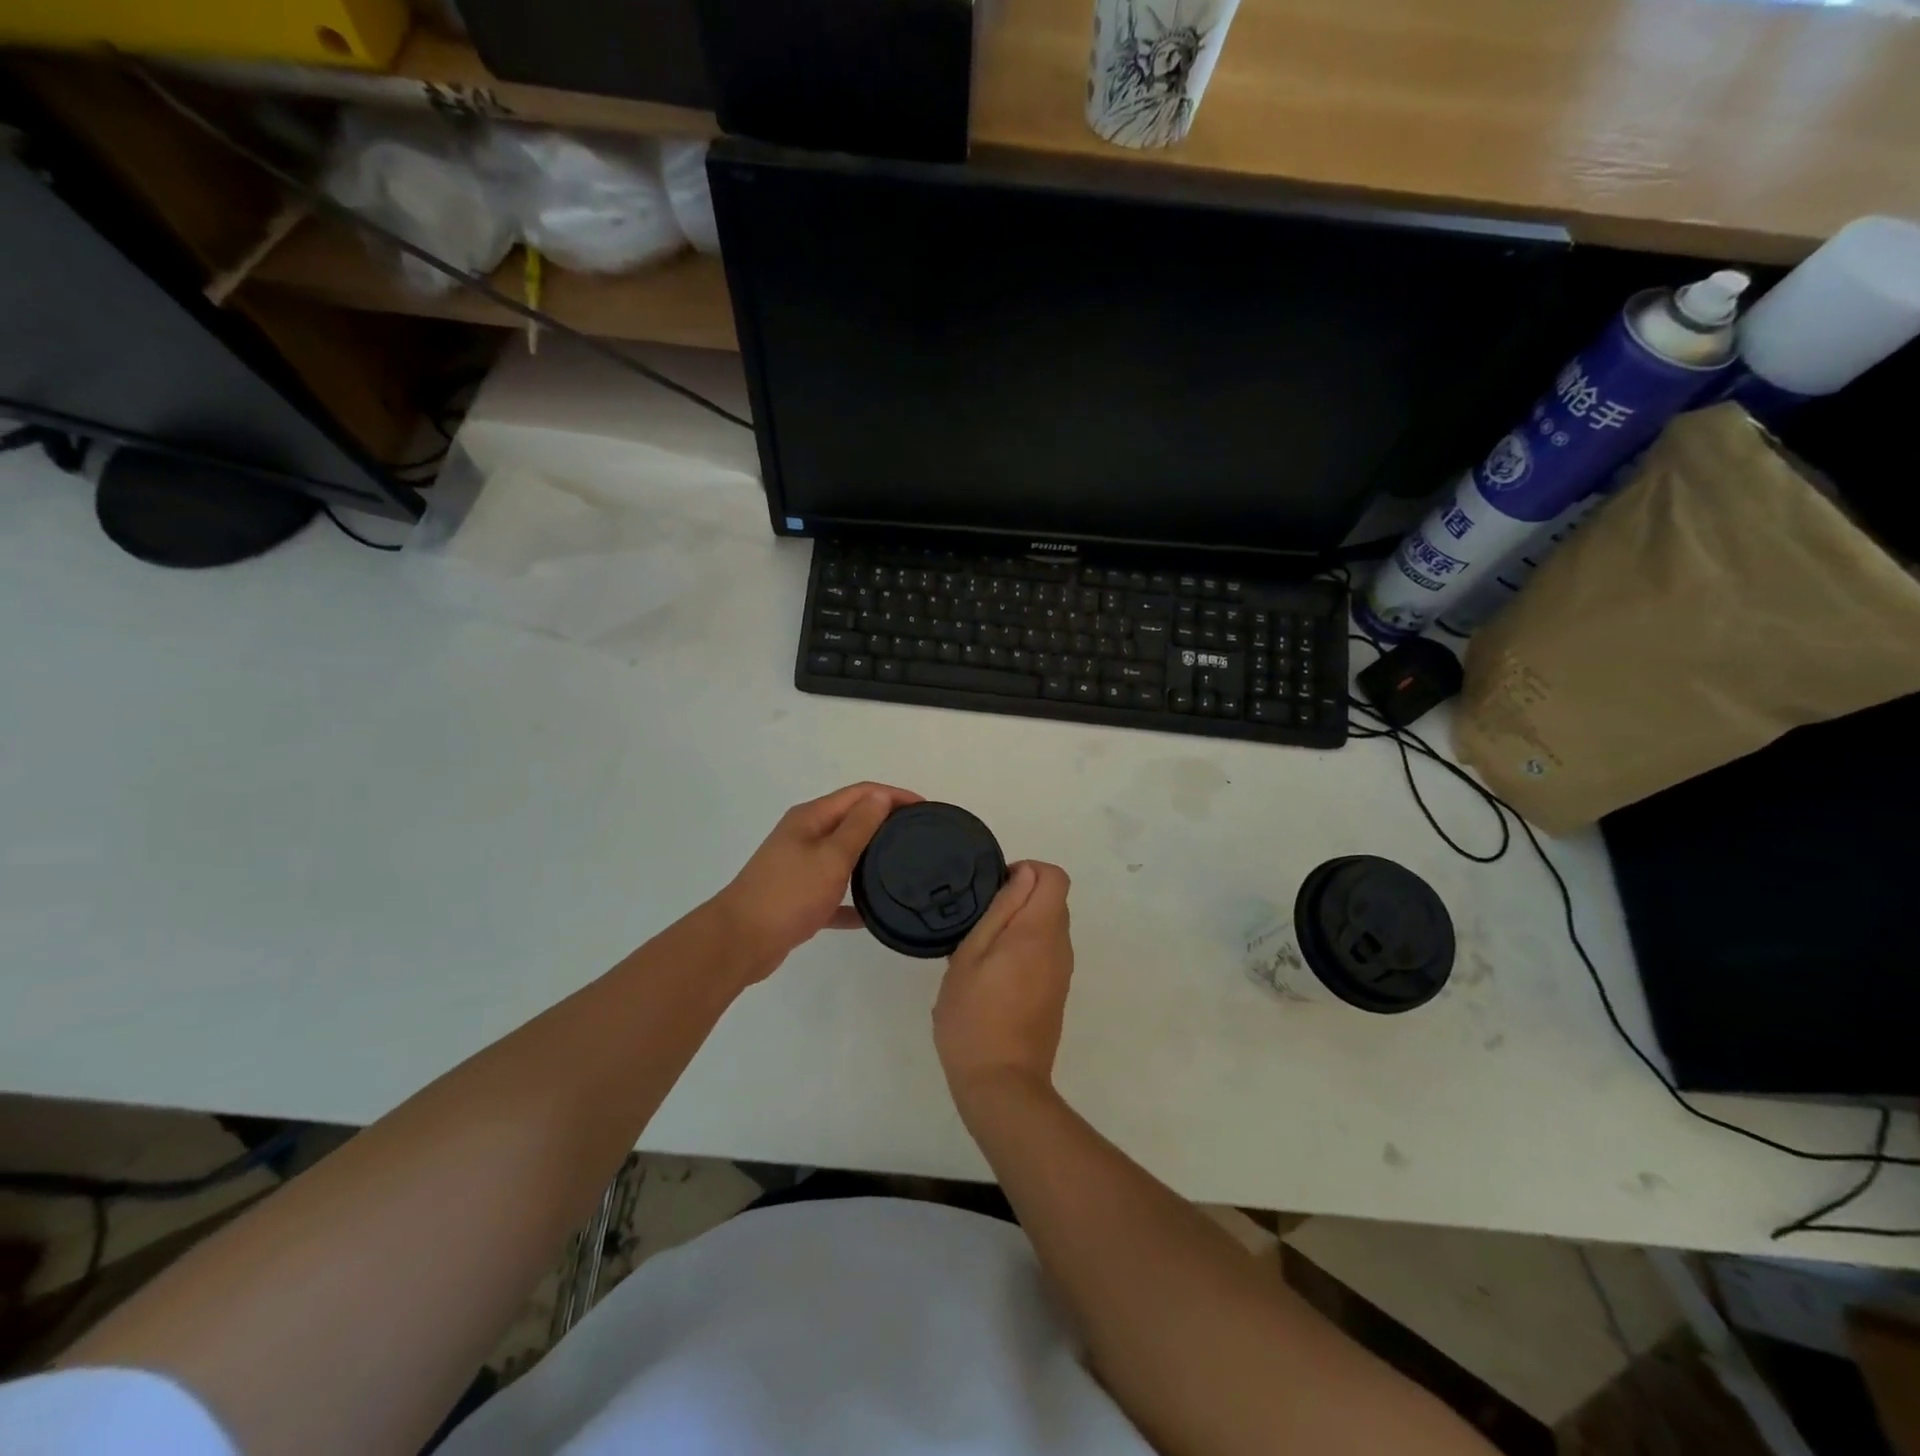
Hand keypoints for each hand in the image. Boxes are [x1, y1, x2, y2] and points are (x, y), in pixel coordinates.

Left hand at [710, 782, 921, 978]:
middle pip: (851, 819)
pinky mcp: (797, 896)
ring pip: (842, 855)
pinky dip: (851, 898)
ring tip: (902, 867)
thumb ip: (859, 826)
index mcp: (811, 818)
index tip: (925, 807)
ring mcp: (798, 866)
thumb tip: (881, 796)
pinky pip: (832, 892)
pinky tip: (871, 914)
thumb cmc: (789, 894)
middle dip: (884, 821)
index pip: (860, 794)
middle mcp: (804, 835)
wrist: (740, 941)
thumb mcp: (831, 857)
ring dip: (869, 856)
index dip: (893, 795)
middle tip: (919, 835)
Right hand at [933, 861, 1074, 1106]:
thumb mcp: (971, 955)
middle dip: (1020, 898)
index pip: (1055, 876)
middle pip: (1052, 900)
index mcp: (1040, 931)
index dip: (1026, 872)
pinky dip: (1024, 949)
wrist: (1001, 1084)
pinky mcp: (1056, 992)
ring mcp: (1061, 972)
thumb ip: (1000, 910)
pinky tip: (993, 976)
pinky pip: (1045, 952)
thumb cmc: (974, 1016)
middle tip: (979, 922)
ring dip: (1019, 926)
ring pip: (1048, 927)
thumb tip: (1023, 875)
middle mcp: (1060, 946)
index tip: (995, 890)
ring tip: (981, 951)